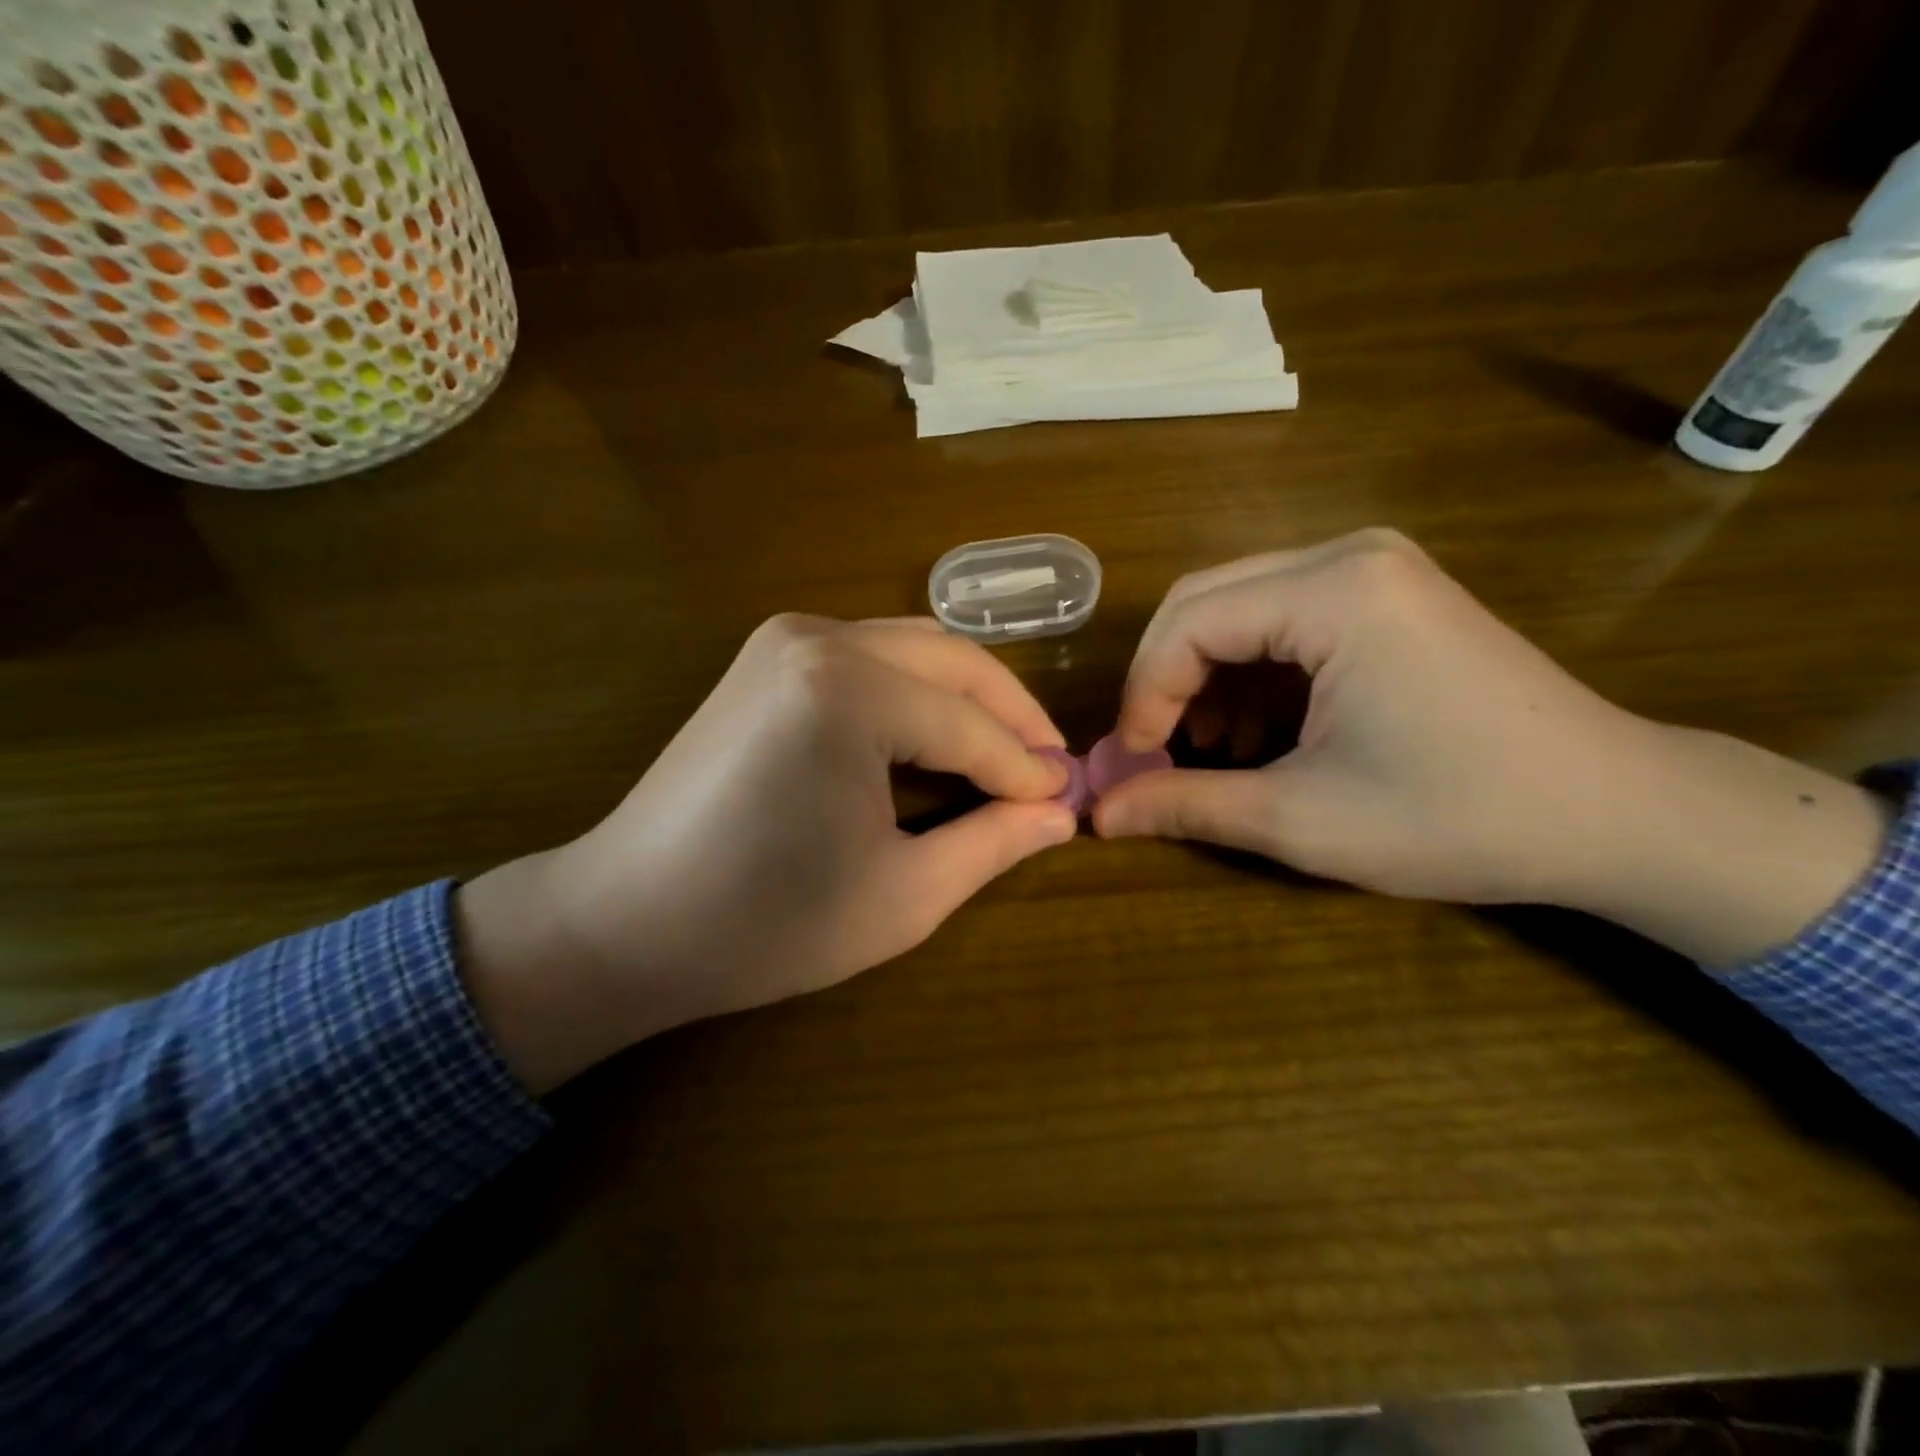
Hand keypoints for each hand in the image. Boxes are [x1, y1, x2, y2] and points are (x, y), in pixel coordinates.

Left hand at [456, 615, 1076, 1092]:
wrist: (625, 921)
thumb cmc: (765, 924)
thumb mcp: (901, 896)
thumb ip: (991, 843)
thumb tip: (1061, 812)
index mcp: (849, 692)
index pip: (970, 725)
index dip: (1026, 767)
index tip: (1068, 798)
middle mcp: (818, 639)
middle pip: (951, 660)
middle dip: (1010, 713)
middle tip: (1047, 768)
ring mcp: (785, 638)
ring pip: (914, 647)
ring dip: (966, 696)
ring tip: (1003, 753)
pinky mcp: (767, 657)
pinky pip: (871, 656)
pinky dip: (916, 690)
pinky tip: (935, 735)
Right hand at [1097, 530, 1890, 963]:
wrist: (1619, 814)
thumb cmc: (1461, 817)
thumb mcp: (1304, 819)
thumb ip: (1188, 806)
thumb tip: (1099, 815)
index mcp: (1333, 592)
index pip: (1188, 624)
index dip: (1143, 696)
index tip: (1132, 765)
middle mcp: (1348, 554)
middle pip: (1204, 602)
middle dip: (1165, 681)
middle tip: (1153, 752)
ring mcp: (1373, 568)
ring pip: (1237, 608)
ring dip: (1204, 678)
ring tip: (1208, 752)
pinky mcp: (1386, 594)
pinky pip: (1282, 618)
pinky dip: (1250, 673)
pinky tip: (1256, 732)